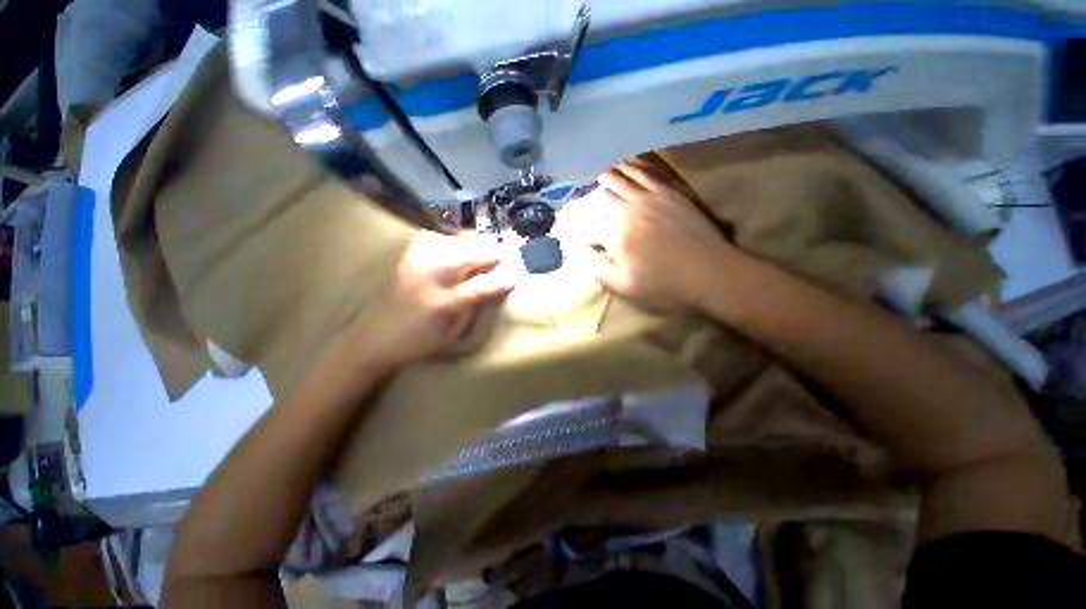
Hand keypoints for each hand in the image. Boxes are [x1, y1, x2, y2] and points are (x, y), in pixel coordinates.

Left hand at [341, 231, 514, 369]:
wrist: (373, 339)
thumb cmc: (418, 342)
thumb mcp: (452, 333)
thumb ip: (472, 308)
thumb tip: (492, 288)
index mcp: (443, 304)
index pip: (480, 288)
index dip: (501, 281)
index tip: (516, 277)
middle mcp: (428, 279)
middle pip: (466, 257)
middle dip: (489, 252)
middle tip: (505, 251)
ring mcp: (414, 265)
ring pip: (450, 244)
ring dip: (472, 243)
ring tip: (486, 245)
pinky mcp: (404, 259)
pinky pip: (430, 240)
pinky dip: (449, 239)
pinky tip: (456, 244)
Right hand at [557, 162, 734, 311]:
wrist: (709, 273)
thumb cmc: (664, 286)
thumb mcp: (623, 286)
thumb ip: (595, 266)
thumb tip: (573, 249)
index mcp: (615, 236)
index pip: (585, 224)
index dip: (572, 225)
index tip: (565, 226)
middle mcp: (627, 211)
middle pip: (599, 199)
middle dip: (586, 199)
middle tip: (579, 199)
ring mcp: (649, 198)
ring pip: (619, 180)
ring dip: (604, 178)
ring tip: (595, 174)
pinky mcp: (668, 192)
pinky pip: (644, 173)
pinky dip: (630, 167)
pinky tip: (624, 164)